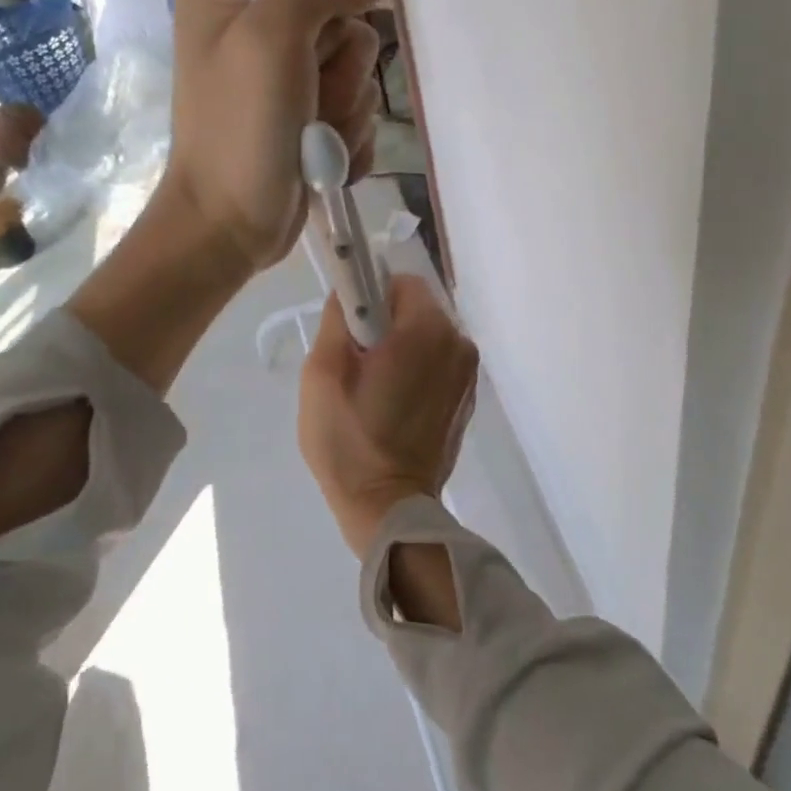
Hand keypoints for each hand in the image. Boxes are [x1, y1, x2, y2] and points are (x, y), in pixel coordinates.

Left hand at [162, 0, 383, 272]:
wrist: (230, 225)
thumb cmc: (241, 131)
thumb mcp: (269, 37)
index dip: (327, 2)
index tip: (314, 43)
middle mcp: (254, 25)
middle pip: (342, 20)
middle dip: (339, 71)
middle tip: (305, 101)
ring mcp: (284, 76)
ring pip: (358, 69)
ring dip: (344, 111)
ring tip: (309, 139)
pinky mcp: (306, 116)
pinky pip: (356, 109)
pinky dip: (347, 138)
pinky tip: (322, 159)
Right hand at [299, 275, 479, 555]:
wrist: (388, 508)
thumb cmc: (348, 439)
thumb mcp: (322, 373)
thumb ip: (337, 319)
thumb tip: (349, 293)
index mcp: (427, 330)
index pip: (401, 283)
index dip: (371, 297)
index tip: (352, 330)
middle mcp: (458, 343)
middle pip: (418, 309)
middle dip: (386, 324)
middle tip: (358, 363)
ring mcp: (469, 374)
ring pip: (428, 336)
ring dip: (403, 348)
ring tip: (375, 389)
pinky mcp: (468, 399)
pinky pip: (439, 364)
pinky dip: (418, 370)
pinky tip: (395, 405)